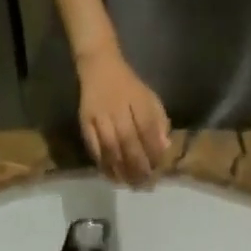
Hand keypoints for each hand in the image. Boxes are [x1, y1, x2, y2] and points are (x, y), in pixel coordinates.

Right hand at [77, 47, 169, 185]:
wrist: (99, 66)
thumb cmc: (129, 87)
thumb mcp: (149, 98)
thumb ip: (159, 122)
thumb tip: (165, 148)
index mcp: (137, 100)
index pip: (148, 129)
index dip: (153, 152)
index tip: (158, 169)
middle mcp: (117, 108)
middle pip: (128, 142)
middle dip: (138, 166)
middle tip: (144, 184)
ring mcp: (99, 116)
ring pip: (111, 148)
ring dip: (121, 169)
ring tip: (129, 184)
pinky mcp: (85, 122)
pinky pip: (94, 148)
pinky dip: (103, 165)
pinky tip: (112, 176)